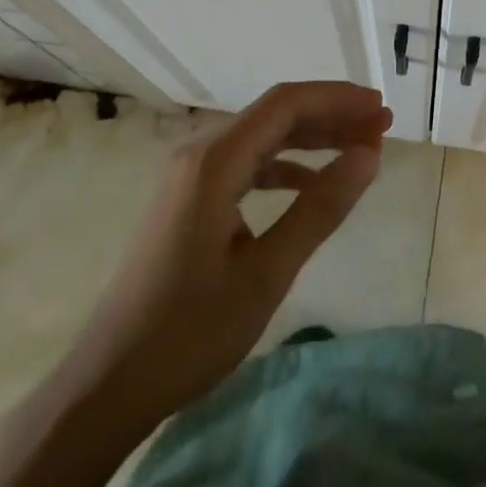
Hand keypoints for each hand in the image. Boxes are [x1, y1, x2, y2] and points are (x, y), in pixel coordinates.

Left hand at [64, 81, 392, 422]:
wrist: (104, 388)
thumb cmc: (187, 334)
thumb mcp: (266, 274)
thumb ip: (320, 209)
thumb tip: (370, 155)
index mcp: (214, 162)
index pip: (286, 104)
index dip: (337, 99)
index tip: (381, 110)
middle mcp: (199, 155)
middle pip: (275, 115)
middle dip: (330, 115)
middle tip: (381, 127)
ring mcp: (190, 177)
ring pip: (261, 138)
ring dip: (311, 138)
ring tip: (358, 147)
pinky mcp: (188, 201)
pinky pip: (245, 164)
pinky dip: (285, 165)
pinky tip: (311, 183)